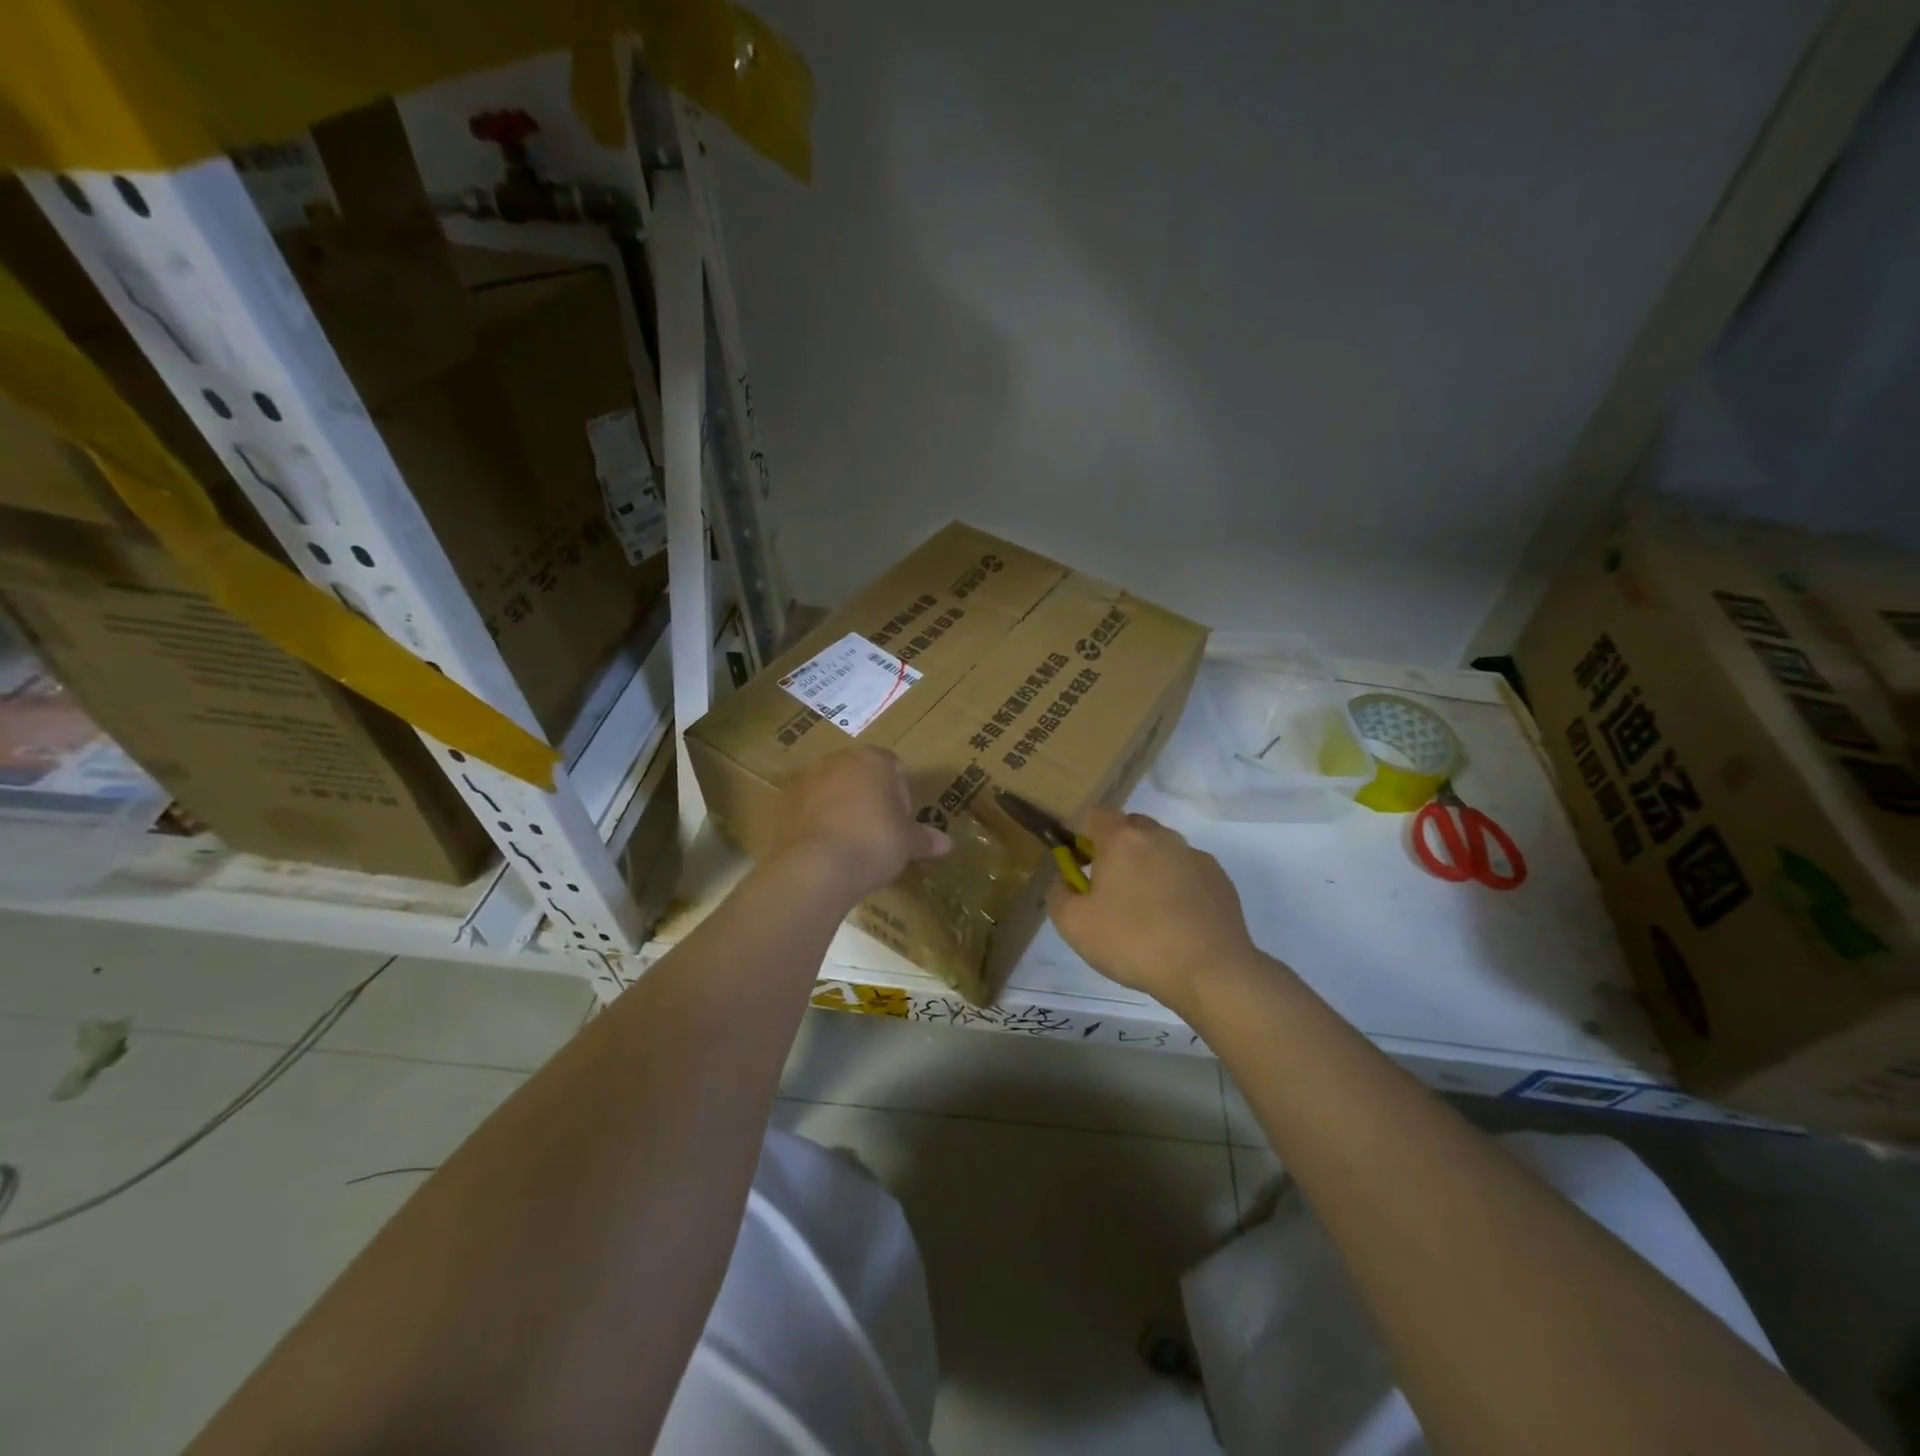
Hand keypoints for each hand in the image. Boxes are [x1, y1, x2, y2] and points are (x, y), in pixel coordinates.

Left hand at [772, 745, 950, 898]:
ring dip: (840, 808)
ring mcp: (805, 779)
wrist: (817, 868)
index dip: (900, 794)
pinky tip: (825, 849)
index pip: (893, 767)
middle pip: (859, 774)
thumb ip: (926, 839)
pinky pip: (807, 809)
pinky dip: (816, 822)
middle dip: (868, 798)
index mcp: (872, 759)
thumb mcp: (908, 843)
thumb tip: (947, 845)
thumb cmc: (874, 843)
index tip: (901, 822)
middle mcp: (837, 760)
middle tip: (877, 832)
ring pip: (831, 789)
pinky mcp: (782, 804)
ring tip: (849, 843)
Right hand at [1047, 807, 1260, 1011]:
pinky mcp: (1219, 879)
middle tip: (1112, 891)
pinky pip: (1188, 872)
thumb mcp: (1074, 924)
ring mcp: (1194, 856)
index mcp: (1122, 839)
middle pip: (1131, 827)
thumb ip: (1059, 893)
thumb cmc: (1134, 942)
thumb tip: (1067, 880)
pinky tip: (1177, 923)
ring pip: (1162, 849)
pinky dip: (1178, 887)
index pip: (1096, 814)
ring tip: (1148, 913)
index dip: (1085, 836)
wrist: (1210, 971)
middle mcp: (1160, 837)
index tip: (1084, 866)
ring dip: (1150, 868)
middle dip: (1118, 849)